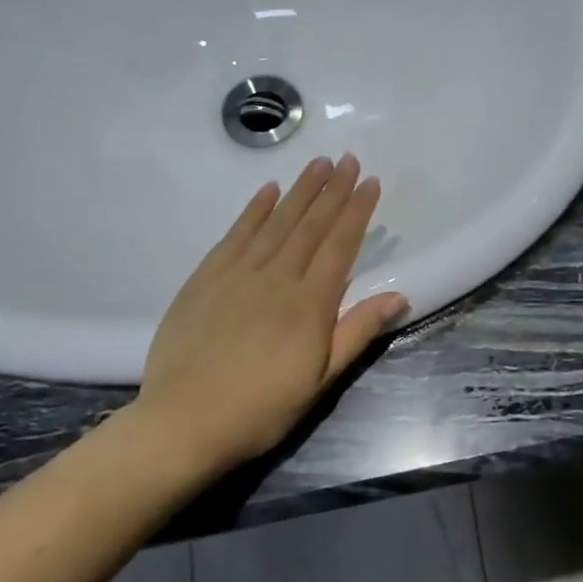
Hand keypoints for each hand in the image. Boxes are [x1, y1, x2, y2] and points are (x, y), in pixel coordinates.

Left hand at [126, 155, 407, 476]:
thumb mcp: (321, 379)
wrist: (184, 422)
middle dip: (332, 190)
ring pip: (275, 222)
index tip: (370, 182)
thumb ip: (357, 332)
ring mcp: (237, 274)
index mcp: (309, 304)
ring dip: (299, 191)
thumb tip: (399, 295)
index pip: (340, 245)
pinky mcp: (205, 279)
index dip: (357, 212)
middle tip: (347, 159)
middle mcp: (276, 277)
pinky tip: (267, 192)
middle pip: (310, 225)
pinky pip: (235, 235)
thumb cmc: (262, 408)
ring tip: (317, 164)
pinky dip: (253, 210)